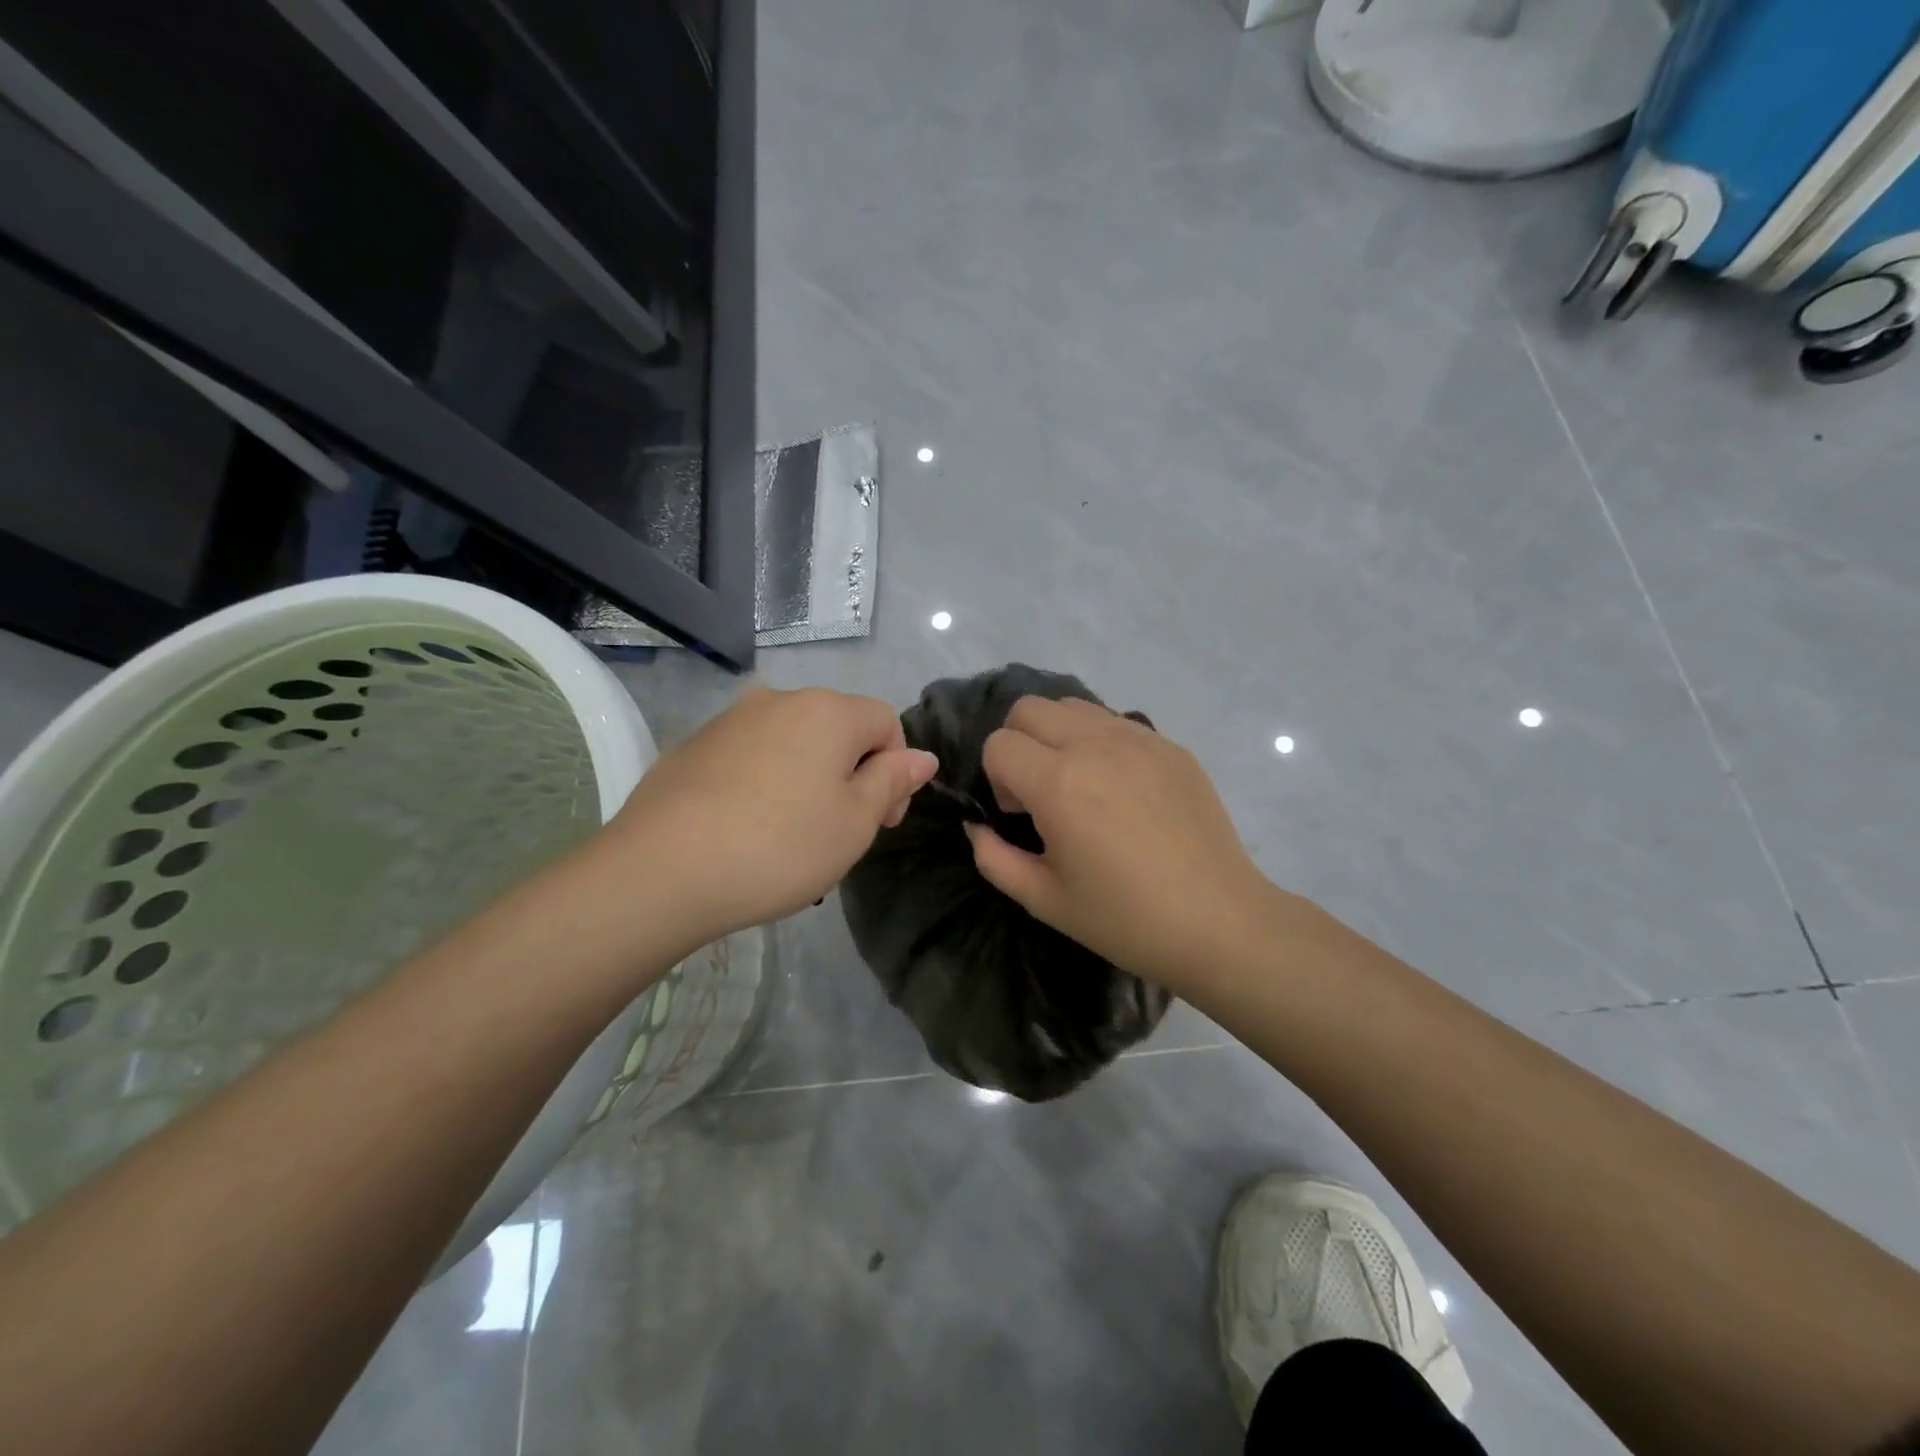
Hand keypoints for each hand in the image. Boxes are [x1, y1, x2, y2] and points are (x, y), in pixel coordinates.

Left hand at [602, 686, 937, 946]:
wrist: (660, 870)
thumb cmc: (779, 847)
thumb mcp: (854, 822)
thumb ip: (892, 782)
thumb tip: (922, 756)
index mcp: (827, 711)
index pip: (886, 722)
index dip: (896, 770)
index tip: (882, 821)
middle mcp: (780, 700)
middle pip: (838, 728)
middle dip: (853, 772)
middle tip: (840, 830)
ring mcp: (731, 719)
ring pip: (793, 741)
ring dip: (809, 777)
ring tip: (792, 832)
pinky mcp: (695, 744)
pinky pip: (752, 755)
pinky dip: (766, 781)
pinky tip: (748, 826)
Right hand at [966, 697, 1276, 989]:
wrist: (1219, 923)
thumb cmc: (1125, 919)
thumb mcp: (1044, 900)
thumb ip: (994, 857)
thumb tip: (977, 826)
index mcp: (1059, 783)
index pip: (998, 743)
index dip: (996, 779)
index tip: (1020, 815)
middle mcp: (1095, 745)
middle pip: (1029, 709)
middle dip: (1018, 744)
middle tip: (1041, 792)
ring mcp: (1139, 739)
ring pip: (1073, 706)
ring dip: (1058, 736)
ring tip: (1079, 784)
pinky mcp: (1170, 746)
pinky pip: (1115, 721)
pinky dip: (1099, 741)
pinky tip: (1121, 790)